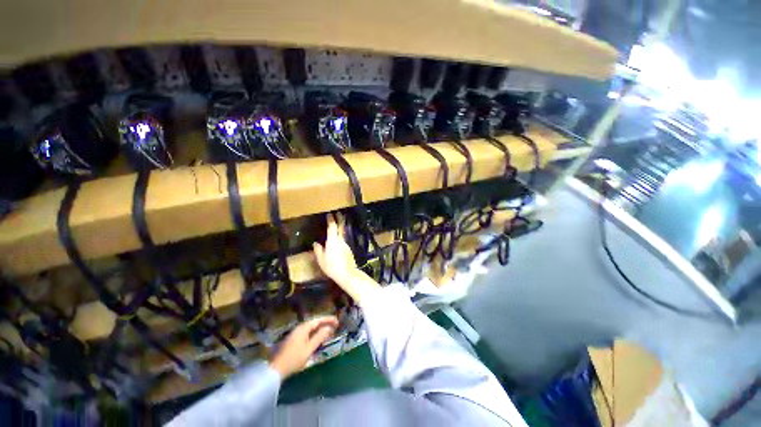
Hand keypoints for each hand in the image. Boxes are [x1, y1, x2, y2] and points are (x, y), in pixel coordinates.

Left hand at [270, 316, 338, 378]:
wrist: (276, 369)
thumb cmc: (294, 359)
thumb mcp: (309, 348)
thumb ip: (320, 337)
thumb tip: (329, 327)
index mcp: (303, 328)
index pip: (318, 320)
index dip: (328, 320)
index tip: (337, 321)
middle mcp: (299, 328)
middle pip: (315, 323)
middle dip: (325, 324)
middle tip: (335, 326)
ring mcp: (295, 334)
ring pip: (311, 328)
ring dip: (320, 329)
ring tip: (329, 332)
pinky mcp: (293, 340)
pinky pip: (307, 333)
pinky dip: (315, 334)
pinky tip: (318, 339)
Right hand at [313, 213, 379, 304]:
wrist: (347, 273)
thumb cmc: (332, 267)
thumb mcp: (321, 260)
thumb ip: (318, 250)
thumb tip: (316, 243)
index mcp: (332, 241)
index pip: (332, 227)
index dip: (331, 219)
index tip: (329, 214)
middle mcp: (340, 240)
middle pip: (341, 227)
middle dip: (340, 219)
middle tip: (338, 213)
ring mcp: (346, 244)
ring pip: (342, 233)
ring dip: (340, 228)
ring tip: (337, 225)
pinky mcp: (348, 249)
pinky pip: (343, 240)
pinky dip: (340, 237)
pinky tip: (337, 241)